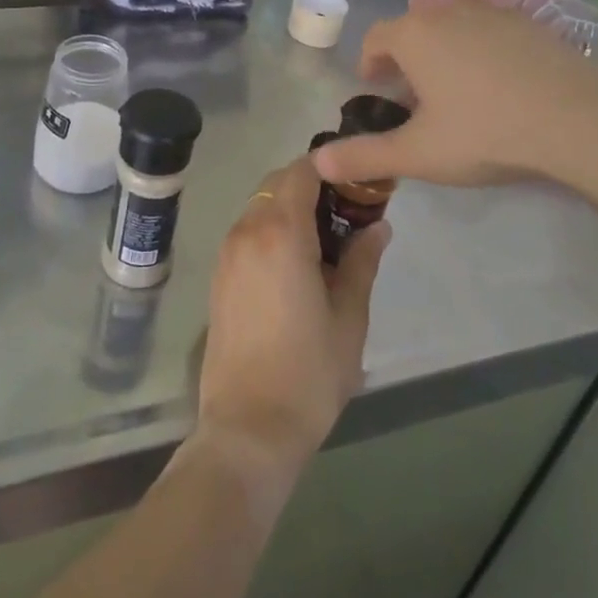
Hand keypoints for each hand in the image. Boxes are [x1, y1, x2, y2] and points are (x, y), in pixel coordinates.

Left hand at [196, 156, 389, 484]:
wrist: (247, 428)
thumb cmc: (308, 373)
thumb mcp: (349, 317)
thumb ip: (362, 262)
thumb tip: (378, 227)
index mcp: (281, 232)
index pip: (302, 171)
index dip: (331, 169)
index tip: (358, 185)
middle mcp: (247, 230)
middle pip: (278, 183)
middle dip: (312, 187)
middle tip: (347, 216)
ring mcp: (227, 253)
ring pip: (260, 206)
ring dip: (290, 209)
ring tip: (326, 243)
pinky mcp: (219, 276)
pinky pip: (247, 232)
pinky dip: (271, 230)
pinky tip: (296, 266)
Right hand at [313, 0, 597, 201]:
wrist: (581, 120)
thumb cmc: (486, 132)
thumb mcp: (419, 153)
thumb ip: (364, 156)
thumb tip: (317, 163)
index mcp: (415, 34)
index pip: (376, 37)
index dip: (369, 63)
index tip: (376, 88)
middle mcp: (448, 10)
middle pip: (414, 29)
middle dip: (406, 59)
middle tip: (415, 98)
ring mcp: (493, 11)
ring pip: (453, 26)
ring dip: (443, 51)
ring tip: (456, 92)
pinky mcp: (530, 21)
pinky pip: (489, 29)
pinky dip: (481, 49)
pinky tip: (500, 85)